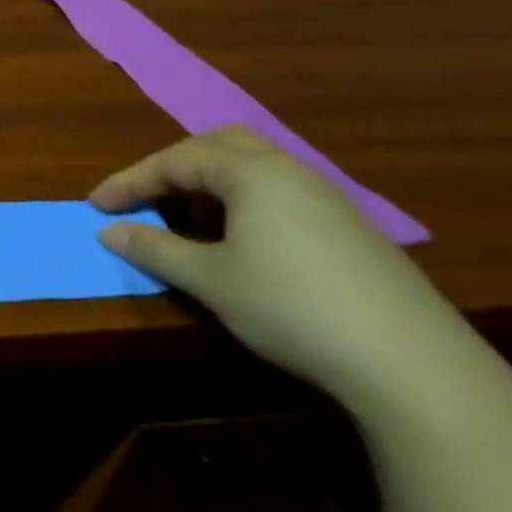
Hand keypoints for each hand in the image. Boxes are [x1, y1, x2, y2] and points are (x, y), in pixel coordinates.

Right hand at [89, 127, 466, 401]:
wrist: (415, 366)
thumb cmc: (292, 308)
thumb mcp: (210, 280)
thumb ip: (155, 249)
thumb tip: (109, 231)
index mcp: (252, 173)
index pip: (174, 160)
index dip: (129, 181)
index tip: (96, 205)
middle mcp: (290, 171)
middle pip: (218, 146)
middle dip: (173, 166)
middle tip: (146, 197)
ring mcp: (327, 198)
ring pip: (254, 167)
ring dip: (210, 183)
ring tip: (187, 218)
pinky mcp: (351, 229)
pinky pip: (280, 192)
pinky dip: (244, 201)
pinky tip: (242, 241)